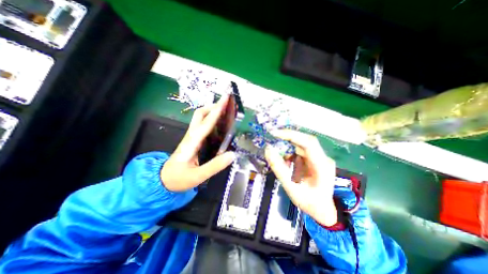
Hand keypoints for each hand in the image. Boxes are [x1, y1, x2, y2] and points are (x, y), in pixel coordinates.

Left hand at [162, 95, 234, 191]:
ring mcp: (192, 137)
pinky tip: (220, 125)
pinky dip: (211, 120)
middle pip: (200, 114)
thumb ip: (215, 166)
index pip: (206, 122)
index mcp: (192, 142)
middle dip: (213, 106)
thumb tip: (232, 155)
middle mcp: (191, 135)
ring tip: (225, 111)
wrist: (163, 180)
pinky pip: (203, 125)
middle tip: (226, 104)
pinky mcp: (193, 140)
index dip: (216, 110)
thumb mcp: (197, 176)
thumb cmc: (178, 178)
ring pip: (201, 118)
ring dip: (212, 111)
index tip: (226, 100)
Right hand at [266, 131, 337, 226]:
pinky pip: (300, 152)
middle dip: (287, 139)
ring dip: (288, 148)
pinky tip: (287, 164)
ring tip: (280, 159)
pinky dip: (291, 155)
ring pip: (301, 146)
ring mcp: (320, 158)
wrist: (322, 210)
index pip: (308, 143)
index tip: (275, 133)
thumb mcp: (290, 187)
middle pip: (304, 141)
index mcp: (322, 166)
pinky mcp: (314, 159)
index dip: (292, 135)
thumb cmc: (308, 202)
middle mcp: (323, 158)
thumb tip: (268, 149)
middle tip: (272, 138)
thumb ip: (279, 168)